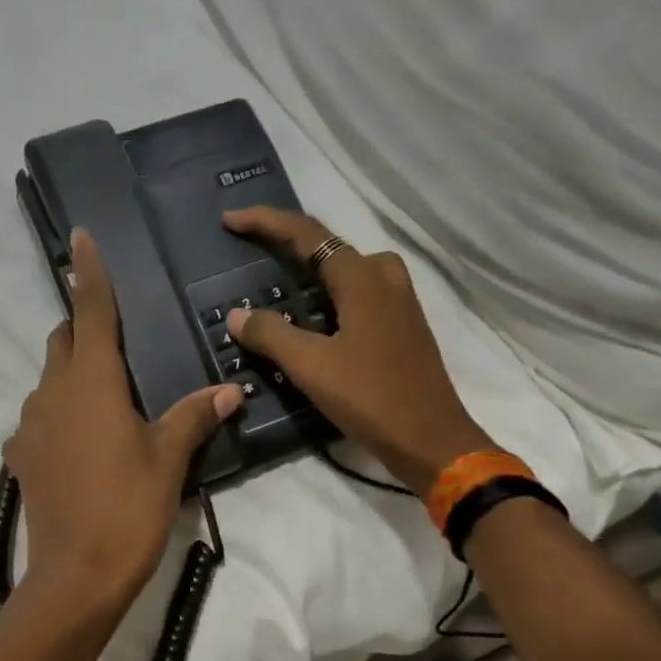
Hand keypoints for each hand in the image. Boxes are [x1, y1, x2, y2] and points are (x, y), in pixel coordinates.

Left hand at [5, 228, 244, 609]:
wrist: (75, 576)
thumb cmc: (128, 508)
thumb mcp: (168, 459)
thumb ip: (195, 416)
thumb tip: (230, 389)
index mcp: (91, 382)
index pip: (91, 312)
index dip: (89, 273)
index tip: (81, 237)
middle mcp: (52, 393)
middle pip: (63, 340)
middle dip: (83, 327)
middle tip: (116, 337)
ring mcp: (29, 425)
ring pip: (49, 379)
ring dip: (73, 374)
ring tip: (108, 398)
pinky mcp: (20, 458)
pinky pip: (40, 418)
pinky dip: (60, 414)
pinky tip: (84, 442)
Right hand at [224, 207, 495, 497]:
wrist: (430, 440)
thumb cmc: (370, 397)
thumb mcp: (311, 366)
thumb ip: (271, 334)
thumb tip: (238, 314)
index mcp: (363, 278)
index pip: (307, 234)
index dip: (266, 223)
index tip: (230, 221)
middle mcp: (384, 278)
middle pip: (329, 246)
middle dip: (288, 242)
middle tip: (252, 250)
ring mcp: (398, 302)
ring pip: (347, 270)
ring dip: (311, 268)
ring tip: (278, 282)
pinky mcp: (402, 326)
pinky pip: (358, 293)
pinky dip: (329, 293)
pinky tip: (312, 317)